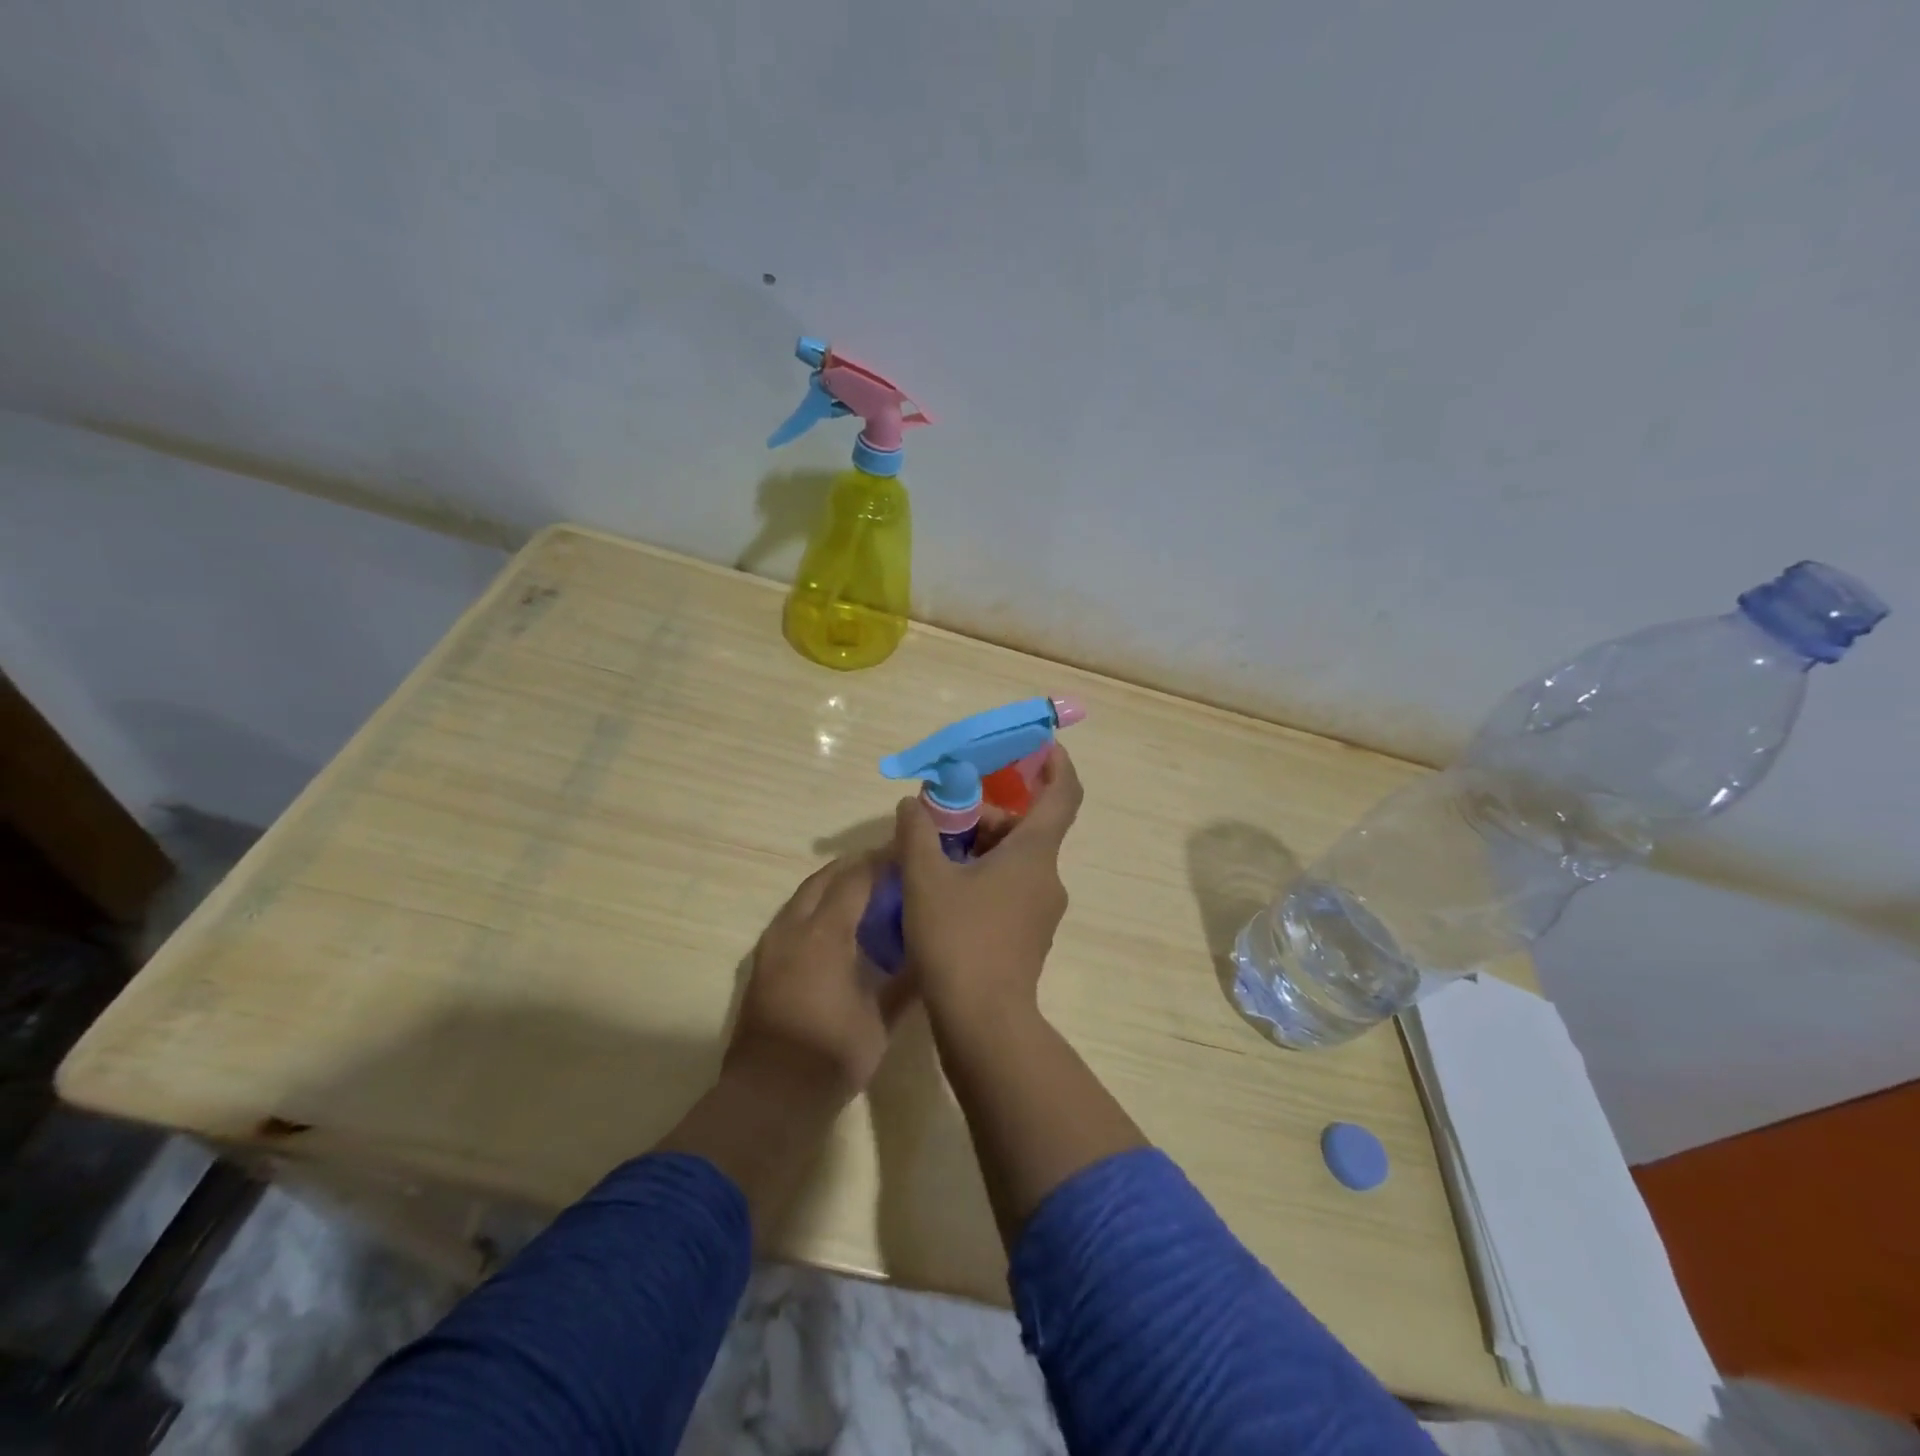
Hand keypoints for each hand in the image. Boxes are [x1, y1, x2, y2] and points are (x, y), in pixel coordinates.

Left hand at [724, 854, 910, 1105]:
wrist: (770, 1096)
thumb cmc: (832, 1053)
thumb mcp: (881, 1019)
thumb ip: (907, 981)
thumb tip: (932, 953)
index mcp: (825, 933)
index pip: (856, 878)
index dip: (883, 861)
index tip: (908, 855)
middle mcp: (793, 928)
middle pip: (825, 878)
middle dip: (855, 866)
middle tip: (888, 868)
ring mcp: (772, 945)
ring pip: (804, 896)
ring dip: (833, 885)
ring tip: (865, 891)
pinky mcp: (762, 963)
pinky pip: (792, 917)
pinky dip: (816, 908)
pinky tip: (836, 926)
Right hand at [892, 743, 1083, 1027]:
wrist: (984, 1025)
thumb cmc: (958, 941)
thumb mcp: (926, 879)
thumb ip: (917, 833)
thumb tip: (913, 805)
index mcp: (1034, 854)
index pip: (1063, 794)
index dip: (1055, 763)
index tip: (1036, 744)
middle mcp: (1047, 878)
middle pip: (1026, 828)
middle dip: (987, 814)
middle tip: (941, 817)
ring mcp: (1041, 911)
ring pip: (1015, 861)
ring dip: (980, 848)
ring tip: (932, 858)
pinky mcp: (1028, 938)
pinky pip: (1010, 889)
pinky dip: (983, 877)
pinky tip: (944, 893)